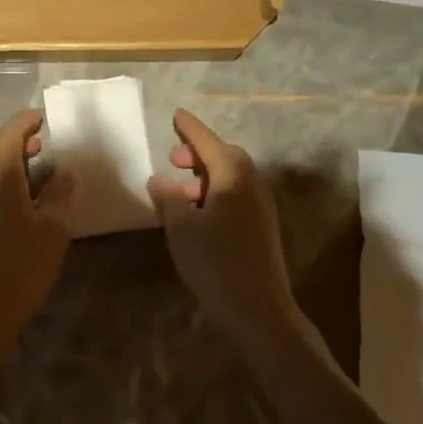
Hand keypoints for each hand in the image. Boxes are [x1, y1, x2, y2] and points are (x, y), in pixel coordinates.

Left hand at [0, 109, 76, 366]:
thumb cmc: (24, 264)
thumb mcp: (54, 228)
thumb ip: (59, 193)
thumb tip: (63, 171)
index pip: (8, 134)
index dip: (25, 122)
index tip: (43, 118)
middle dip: (11, 137)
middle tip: (40, 146)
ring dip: (3, 156)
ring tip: (34, 169)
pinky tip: (21, 195)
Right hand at [147, 109, 299, 354]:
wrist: (258, 310)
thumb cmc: (215, 261)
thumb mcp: (181, 226)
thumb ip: (168, 197)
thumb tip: (159, 179)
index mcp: (232, 175)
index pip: (207, 141)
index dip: (189, 127)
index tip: (176, 114)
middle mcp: (252, 183)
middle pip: (224, 156)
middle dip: (198, 153)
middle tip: (174, 158)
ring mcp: (261, 206)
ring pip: (231, 177)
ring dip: (205, 176)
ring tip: (180, 191)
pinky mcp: (263, 227)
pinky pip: (236, 195)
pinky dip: (216, 193)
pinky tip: (197, 214)